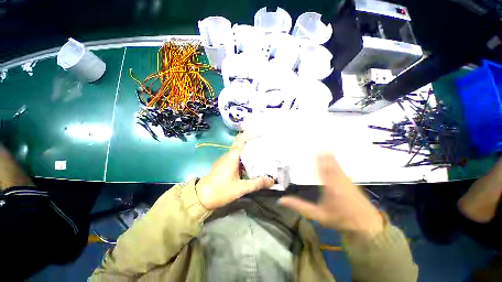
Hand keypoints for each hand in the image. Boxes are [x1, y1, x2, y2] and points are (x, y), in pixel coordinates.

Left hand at [195, 134, 274, 209]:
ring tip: (260, 154)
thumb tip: (271, 181)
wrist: (200, 198)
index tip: (259, 134)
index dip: (249, 135)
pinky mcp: (222, 165)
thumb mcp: (240, 188)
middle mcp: (228, 155)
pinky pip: (234, 158)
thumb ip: (256, 183)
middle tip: (264, 146)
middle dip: (252, 144)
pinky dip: (243, 159)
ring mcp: (224, 160)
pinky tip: (249, 164)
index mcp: (232, 157)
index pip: (240, 140)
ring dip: (247, 152)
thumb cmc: (220, 191)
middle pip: (241, 145)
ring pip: (238, 152)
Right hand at [280, 154, 383, 238]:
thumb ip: (299, 206)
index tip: (312, 149)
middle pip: (329, 162)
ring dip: (328, 156)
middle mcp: (338, 179)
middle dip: (323, 153)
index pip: (321, 168)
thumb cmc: (340, 219)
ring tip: (322, 147)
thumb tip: (282, 200)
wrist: (366, 225)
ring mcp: (346, 179)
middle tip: (316, 144)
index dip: (317, 157)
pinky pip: (340, 167)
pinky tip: (332, 158)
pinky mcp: (350, 181)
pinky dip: (334, 161)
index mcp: (329, 186)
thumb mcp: (317, 215)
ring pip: (336, 164)